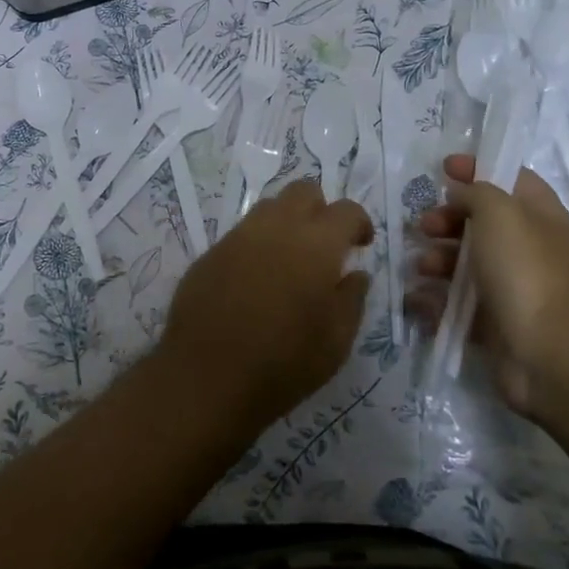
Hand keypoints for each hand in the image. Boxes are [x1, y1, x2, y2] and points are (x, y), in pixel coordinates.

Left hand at [160, 179, 372, 430]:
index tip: (360, 245)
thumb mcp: (336, 342)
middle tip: (325, 246)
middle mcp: (277, 228)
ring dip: (287, 222)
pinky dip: (257, 244)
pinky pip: (242, 234)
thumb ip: (351, 299)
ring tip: (289, 261)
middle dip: (320, 210)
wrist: (207, 376)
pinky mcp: (211, 252)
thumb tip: (355, 274)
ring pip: (269, 207)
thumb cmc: (284, 363)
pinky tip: (256, 280)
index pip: (346, 210)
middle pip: (303, 191)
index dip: (358, 223)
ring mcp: (239, 236)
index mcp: (316, 244)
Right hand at [415, 154, 568, 418]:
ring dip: (437, 260)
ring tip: (422, 267)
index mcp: (539, 216)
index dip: (477, 169)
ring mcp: (513, 288)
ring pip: (466, 265)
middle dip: (447, 220)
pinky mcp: (495, 324)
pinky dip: (435, 300)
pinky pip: (457, 305)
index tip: (442, 168)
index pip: (509, 179)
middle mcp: (528, 249)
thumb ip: (477, 192)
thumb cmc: (527, 271)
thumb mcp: (500, 212)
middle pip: (481, 223)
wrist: (553, 355)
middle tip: (424, 226)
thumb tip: (461, 194)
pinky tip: (417, 299)